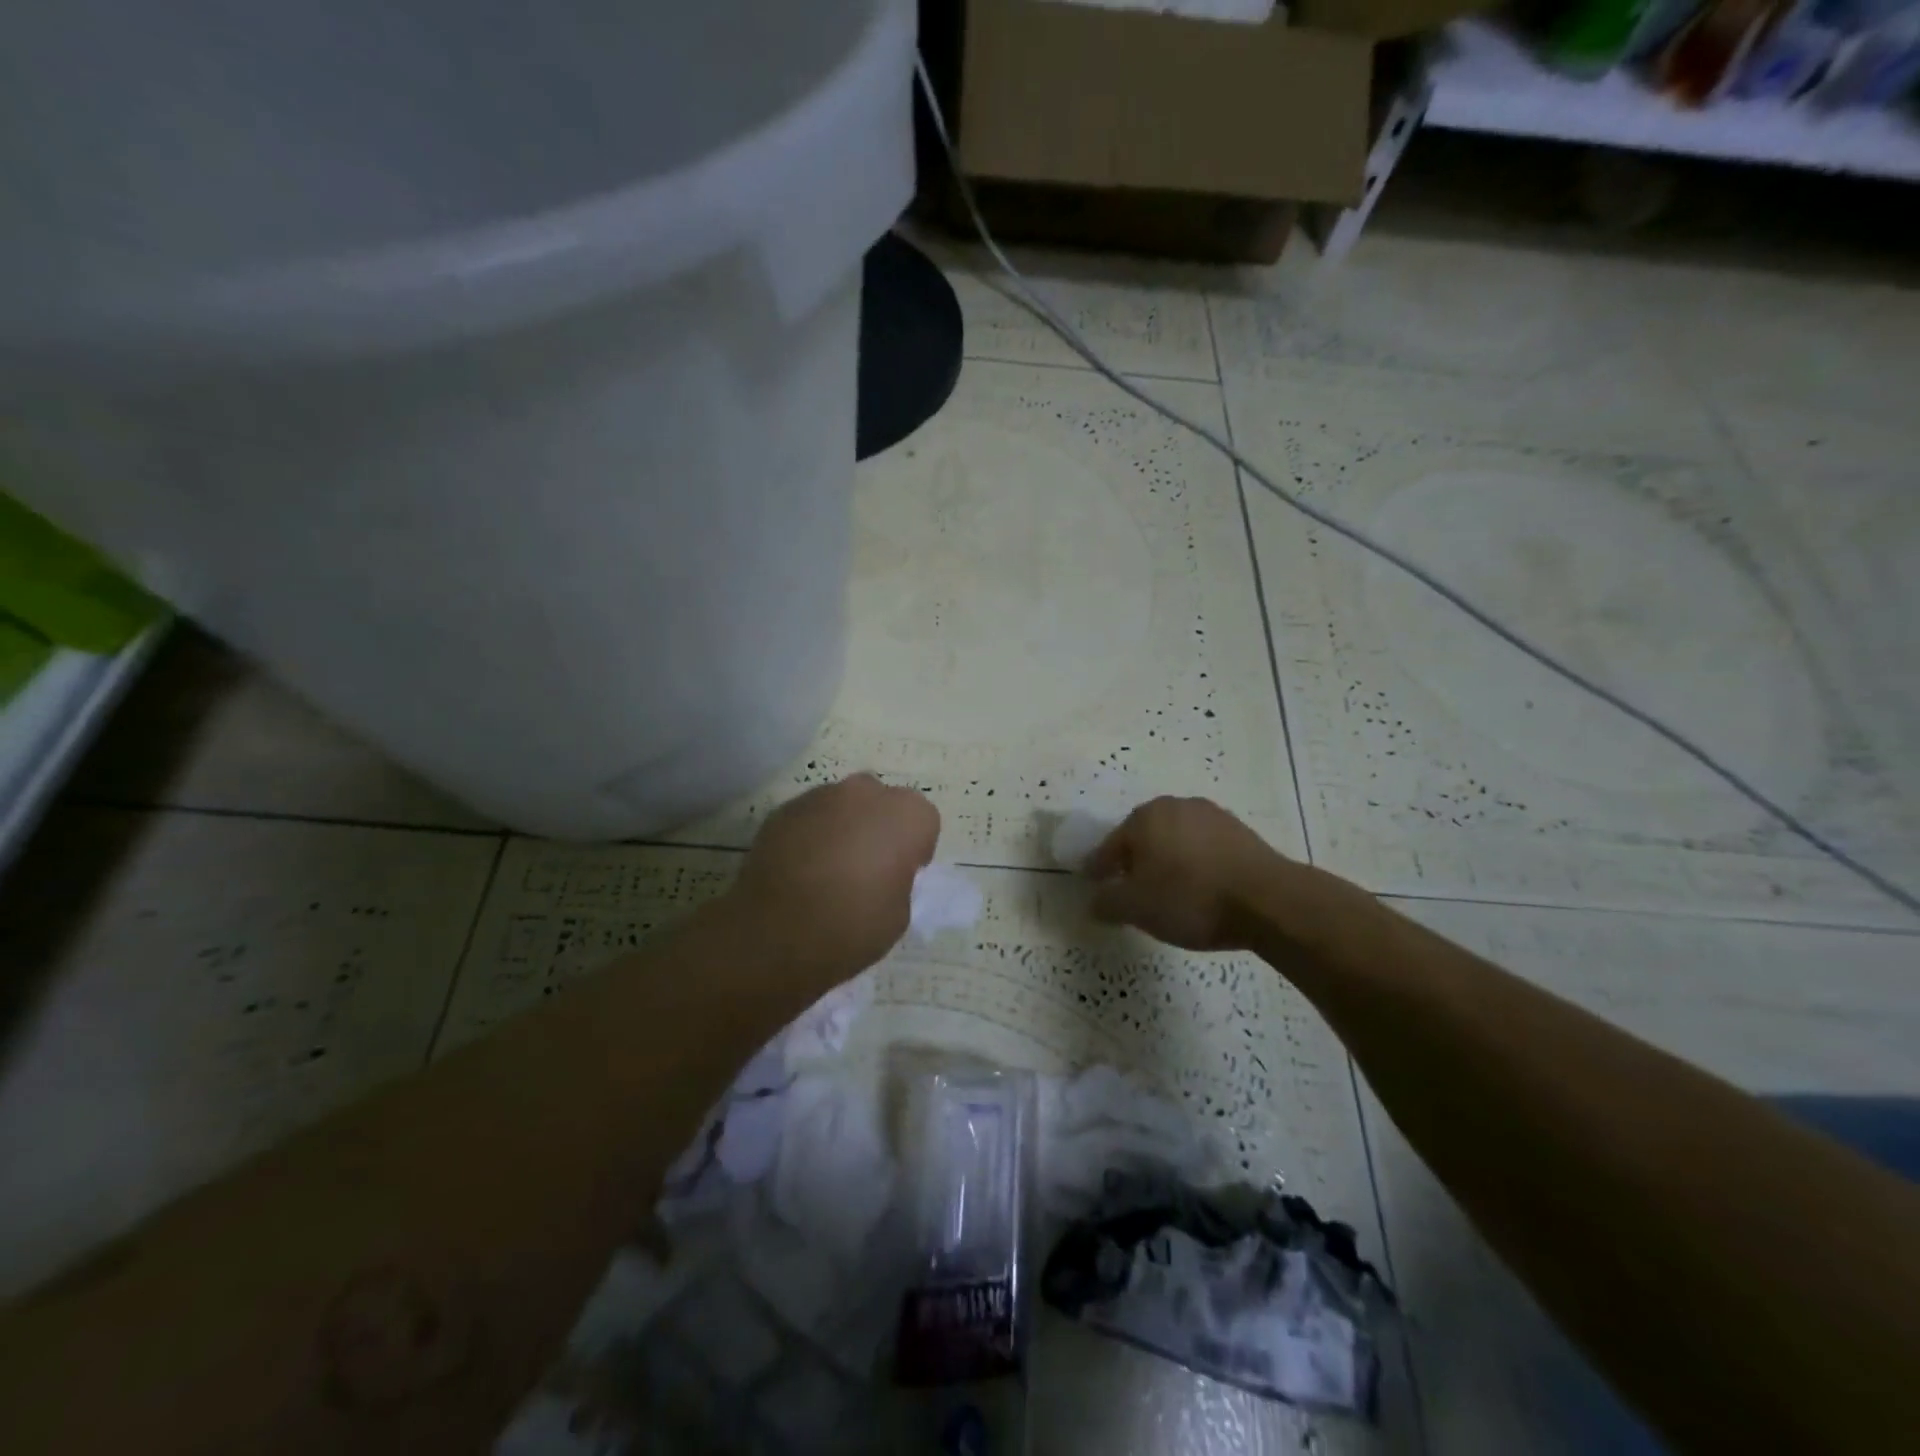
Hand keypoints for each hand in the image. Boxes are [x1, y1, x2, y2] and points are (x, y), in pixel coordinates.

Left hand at [730, 773, 940, 971]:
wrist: (775, 936)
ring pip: (843, 804)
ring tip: (829, 868)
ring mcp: (820, 797)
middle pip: (882, 801)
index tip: (902, 874)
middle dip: (879, 825)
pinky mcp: (783, 810)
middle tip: (868, 865)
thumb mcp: (899, 914)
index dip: (915, 847)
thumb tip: (882, 872)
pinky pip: (810, 817)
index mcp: (905, 816)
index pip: (923, 820)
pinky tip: (800, 869)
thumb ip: (898, 879)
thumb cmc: (851, 927)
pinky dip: (811, 834)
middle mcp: (865, 793)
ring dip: (843, 826)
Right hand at [1084, 797, 1287, 951]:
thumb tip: (1095, 901)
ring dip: (1167, 860)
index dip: (1099, 868)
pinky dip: (1195, 863)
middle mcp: (1175, 806)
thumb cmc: (1190, 898)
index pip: (1110, 846)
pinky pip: (1203, 847)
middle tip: (1131, 889)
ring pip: (1175, 839)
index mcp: (1144, 818)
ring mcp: (1211, 815)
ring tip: (1168, 891)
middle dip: (1134, 861)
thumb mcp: (1137, 909)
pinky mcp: (1240, 831)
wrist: (1268, 900)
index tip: (1093, 885)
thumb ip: (1108, 903)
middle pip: (1143, 837)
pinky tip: (1200, 886)